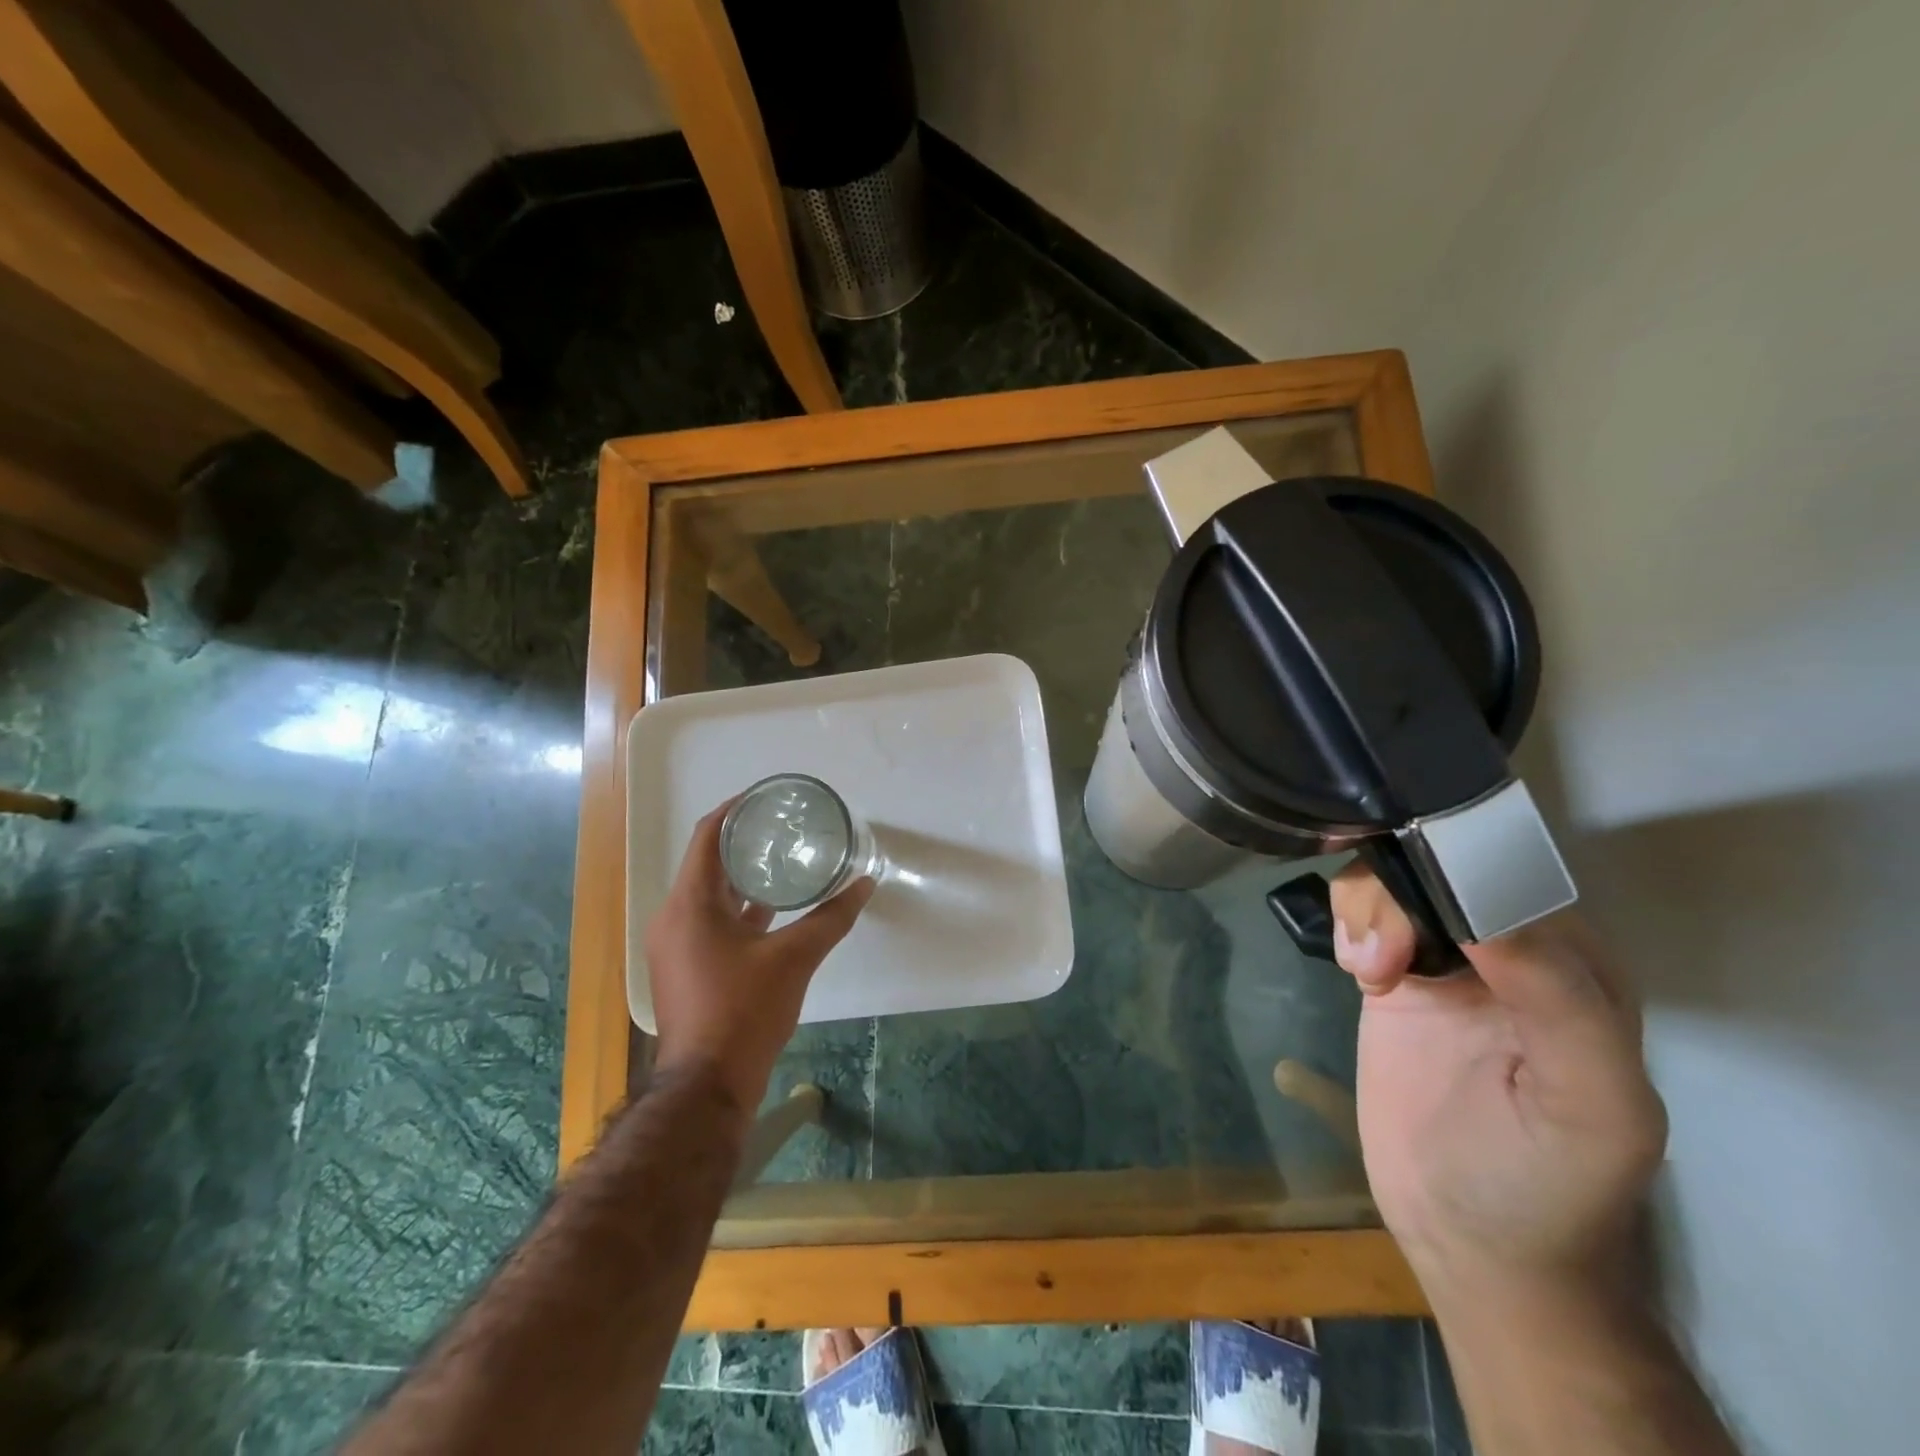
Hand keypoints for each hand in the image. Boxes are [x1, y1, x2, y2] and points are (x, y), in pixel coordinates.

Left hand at [645, 801, 873, 1116]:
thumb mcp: (794, 958)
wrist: (708, 1085)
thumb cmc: (744, 1011)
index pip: (709, 836)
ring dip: (743, 877)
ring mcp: (676, 945)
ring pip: (711, 894)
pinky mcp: (686, 967)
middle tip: (784, 826)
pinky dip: (740, 908)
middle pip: (708, 862)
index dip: (735, 809)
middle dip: (745, 841)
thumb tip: (864, 883)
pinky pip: (711, 921)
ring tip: (783, 860)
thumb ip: (831, 917)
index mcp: (690, 904)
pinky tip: (774, 910)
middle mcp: (674, 917)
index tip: (766, 796)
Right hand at [1329, 868, 1666, 1306]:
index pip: (1513, 879)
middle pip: (1441, 869)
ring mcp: (1445, 962)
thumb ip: (1562, 1005)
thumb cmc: (1546, 1180)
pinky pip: (1366, 916)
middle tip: (1382, 960)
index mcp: (1577, 968)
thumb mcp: (1590, 1105)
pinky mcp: (1395, 977)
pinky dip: (1351, 925)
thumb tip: (1485, 916)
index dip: (1459, 880)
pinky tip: (1357, 970)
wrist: (1467, 1237)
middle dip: (1400, 896)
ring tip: (1366, 971)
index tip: (1421, 923)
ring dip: (1369, 910)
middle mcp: (1510, 950)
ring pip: (1395, 883)